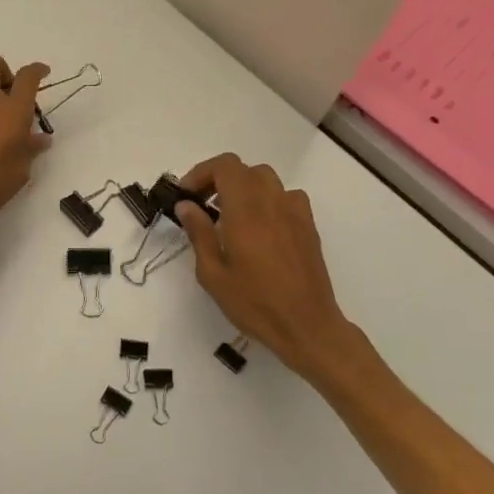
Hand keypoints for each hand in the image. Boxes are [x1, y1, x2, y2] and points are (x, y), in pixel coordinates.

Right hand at [173, 154, 377, 385]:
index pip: (225, 166)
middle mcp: (271, 202)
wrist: (307, 326)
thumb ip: (199, 233)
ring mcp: (294, 212)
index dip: (201, 173)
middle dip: (217, 179)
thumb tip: (186, 205)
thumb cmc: (254, 303)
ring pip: (266, 179)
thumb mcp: (213, 274)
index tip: (186, 196)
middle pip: (243, 169)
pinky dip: (268, 199)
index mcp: (245, 211)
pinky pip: (286, 196)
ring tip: (229, 214)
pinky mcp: (308, 226)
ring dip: (243, 187)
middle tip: (201, 205)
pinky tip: (261, 225)